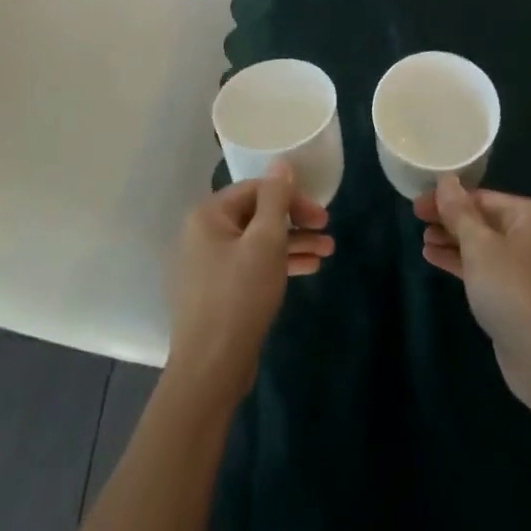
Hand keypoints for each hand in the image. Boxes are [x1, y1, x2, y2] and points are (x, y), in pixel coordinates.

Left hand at [166, 164, 333, 403]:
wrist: (210, 368)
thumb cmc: (239, 296)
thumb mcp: (265, 241)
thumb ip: (276, 199)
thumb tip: (281, 162)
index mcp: (208, 215)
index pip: (256, 189)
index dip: (291, 197)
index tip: (321, 214)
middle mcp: (202, 234)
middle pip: (257, 215)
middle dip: (295, 221)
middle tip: (328, 230)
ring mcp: (208, 264)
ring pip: (257, 242)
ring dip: (293, 243)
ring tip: (328, 252)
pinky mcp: (217, 291)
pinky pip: (251, 265)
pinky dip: (277, 264)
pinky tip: (308, 268)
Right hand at [415, 176, 530, 415]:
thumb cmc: (513, 290)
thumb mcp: (480, 246)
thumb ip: (460, 212)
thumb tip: (446, 180)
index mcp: (528, 216)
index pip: (482, 197)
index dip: (448, 198)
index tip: (416, 204)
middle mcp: (530, 236)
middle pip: (482, 219)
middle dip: (449, 219)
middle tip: (415, 220)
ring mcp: (524, 268)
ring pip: (481, 245)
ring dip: (452, 241)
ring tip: (423, 241)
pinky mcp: (515, 295)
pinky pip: (483, 268)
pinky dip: (460, 262)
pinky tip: (434, 259)